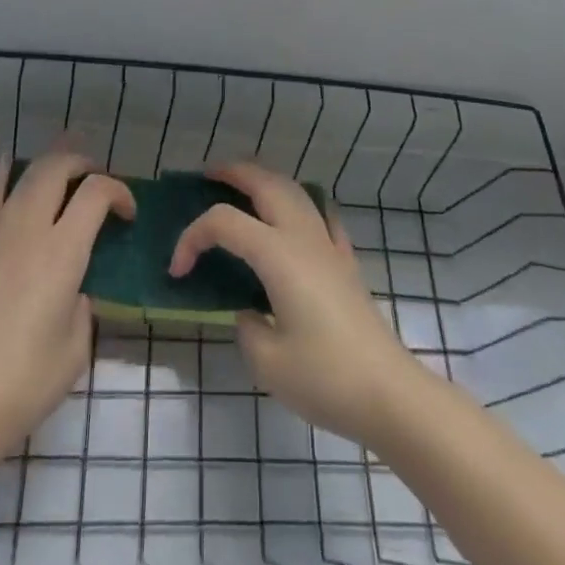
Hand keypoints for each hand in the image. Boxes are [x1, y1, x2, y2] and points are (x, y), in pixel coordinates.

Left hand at [0, 146, 133, 458]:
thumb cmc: (25, 384)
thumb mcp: (77, 347)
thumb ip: (84, 305)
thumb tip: (75, 288)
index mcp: (62, 252)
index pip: (96, 192)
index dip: (120, 192)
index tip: (128, 214)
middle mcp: (28, 230)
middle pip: (56, 167)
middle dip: (83, 163)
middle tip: (96, 181)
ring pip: (22, 174)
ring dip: (48, 163)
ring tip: (62, 167)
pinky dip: (6, 176)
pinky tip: (10, 171)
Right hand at [169, 160, 427, 447]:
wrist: (387, 392)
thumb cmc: (324, 377)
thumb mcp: (267, 360)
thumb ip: (246, 326)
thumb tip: (249, 310)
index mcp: (277, 254)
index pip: (224, 222)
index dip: (192, 237)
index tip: (177, 271)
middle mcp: (302, 236)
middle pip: (265, 183)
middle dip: (233, 172)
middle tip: (207, 176)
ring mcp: (329, 244)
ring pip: (294, 190)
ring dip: (265, 179)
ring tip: (243, 186)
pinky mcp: (346, 260)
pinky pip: (321, 214)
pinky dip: (301, 203)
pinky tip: (296, 215)